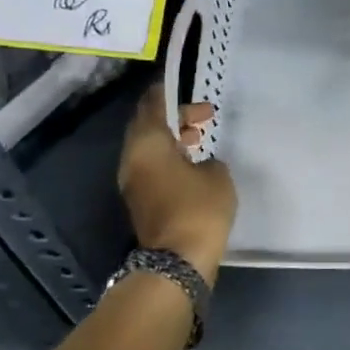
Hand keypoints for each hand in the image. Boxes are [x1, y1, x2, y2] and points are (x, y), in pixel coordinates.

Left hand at [117, 84, 236, 280]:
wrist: (177, 260)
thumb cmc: (198, 208)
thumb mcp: (217, 175)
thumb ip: (209, 159)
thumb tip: (201, 163)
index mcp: (147, 143)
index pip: (153, 104)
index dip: (169, 93)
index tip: (188, 88)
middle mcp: (132, 158)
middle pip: (147, 125)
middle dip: (174, 117)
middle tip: (203, 116)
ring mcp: (132, 181)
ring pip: (149, 147)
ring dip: (171, 139)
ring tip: (199, 139)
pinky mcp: (140, 200)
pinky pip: (151, 167)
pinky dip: (169, 158)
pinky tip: (192, 164)